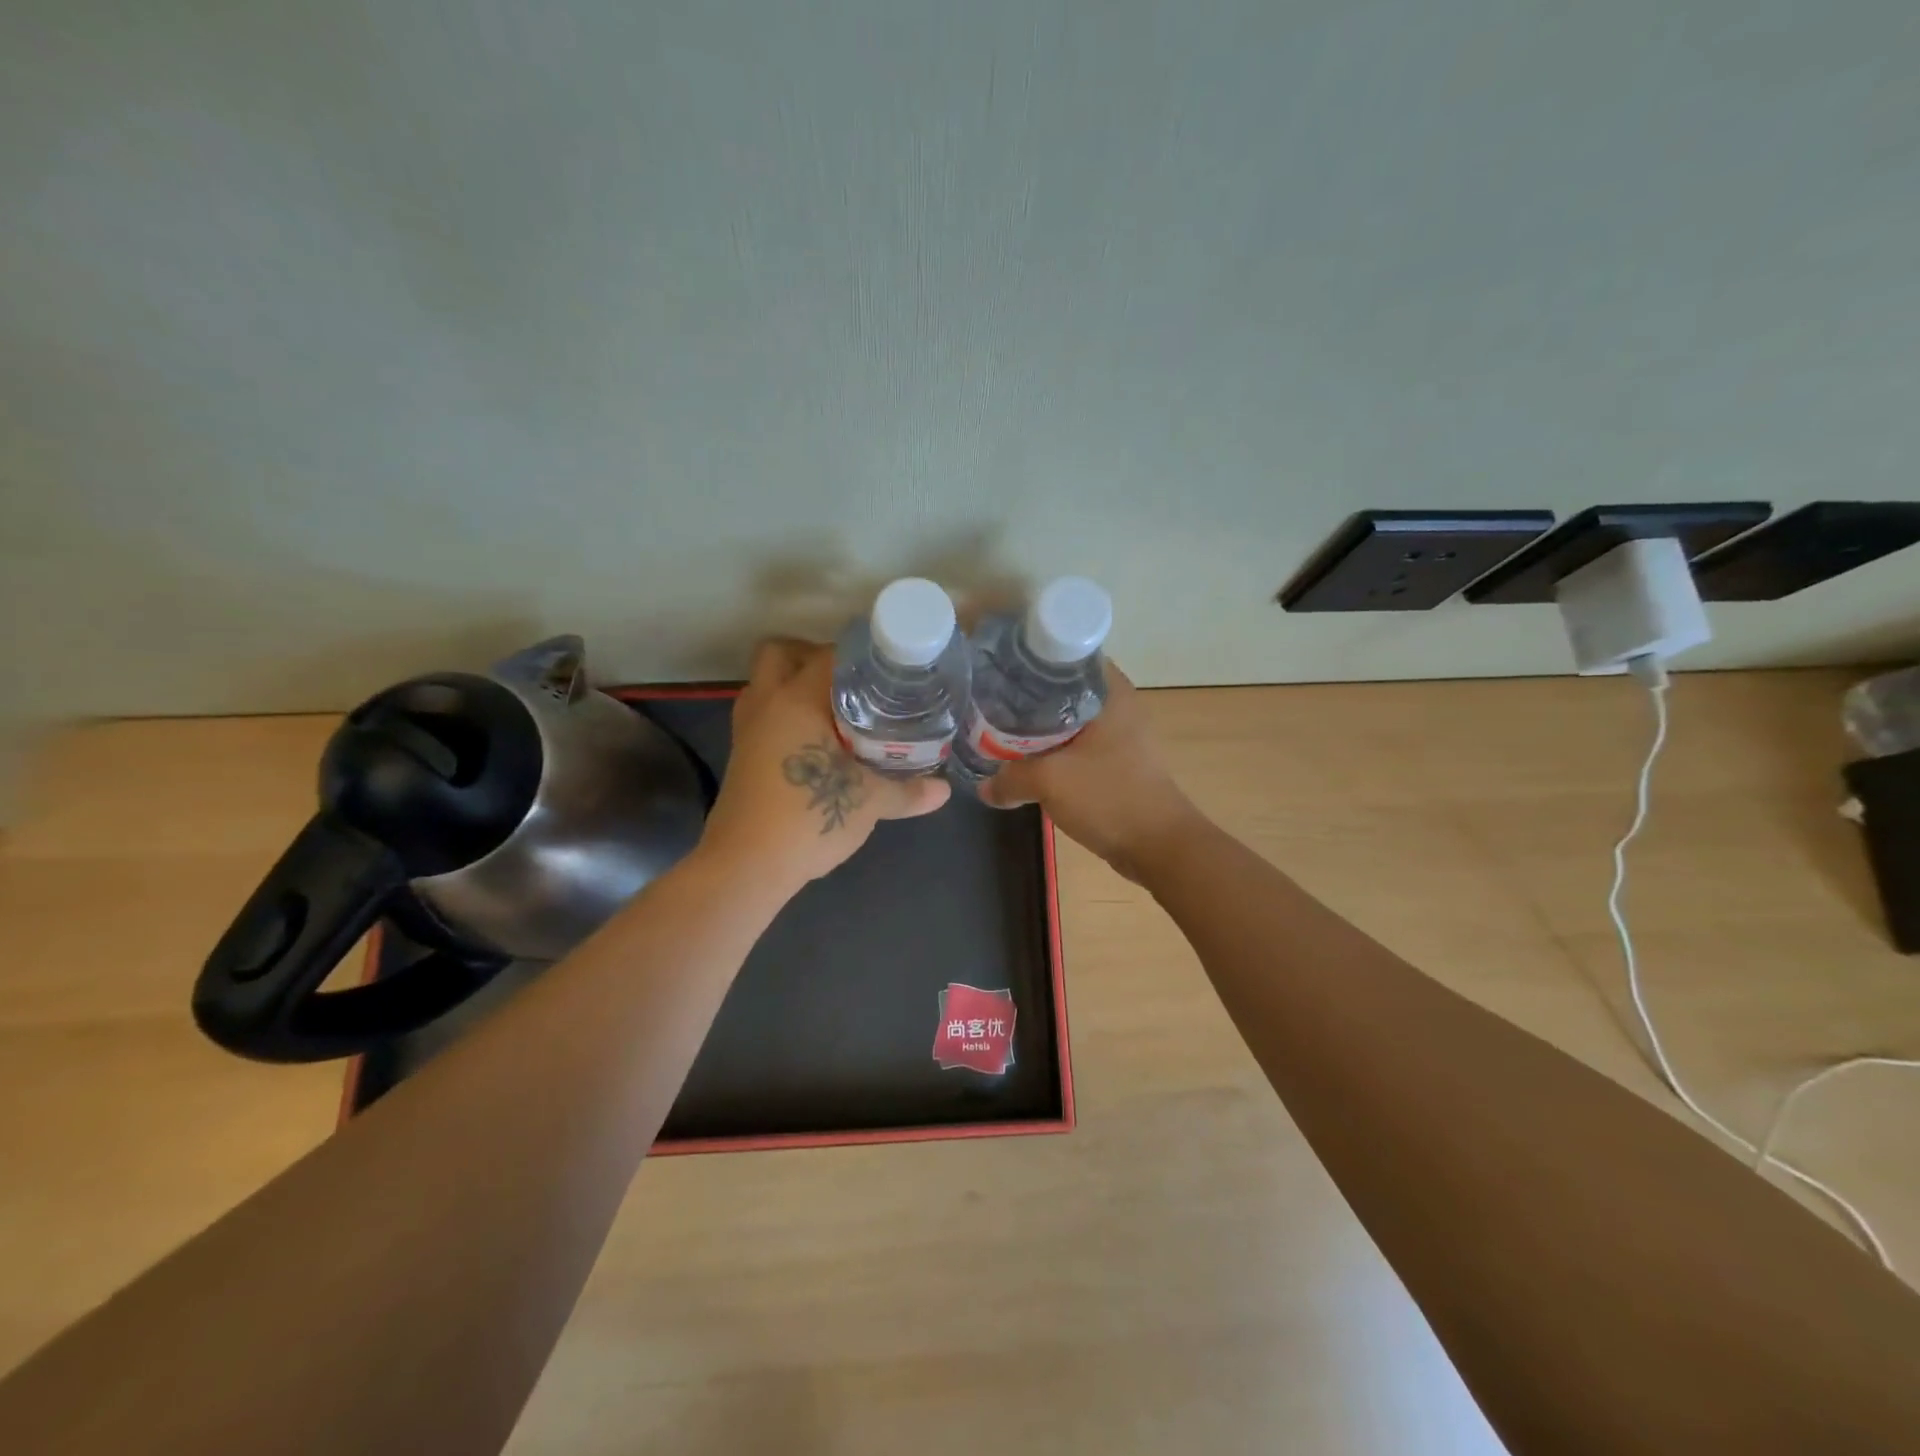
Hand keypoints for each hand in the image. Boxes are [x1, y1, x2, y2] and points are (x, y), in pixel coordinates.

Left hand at [696, 639, 949, 890]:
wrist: (746, 866)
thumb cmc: (808, 818)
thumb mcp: (869, 803)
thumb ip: (907, 791)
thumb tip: (944, 790)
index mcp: (797, 700)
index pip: (827, 654)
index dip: (859, 655)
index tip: (886, 667)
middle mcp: (766, 704)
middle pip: (779, 653)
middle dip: (811, 656)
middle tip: (851, 681)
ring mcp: (747, 730)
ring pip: (765, 685)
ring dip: (793, 685)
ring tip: (835, 707)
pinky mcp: (741, 756)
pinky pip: (762, 715)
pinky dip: (783, 715)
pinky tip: (814, 740)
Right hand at [980, 663, 1202, 879]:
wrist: (1158, 846)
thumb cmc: (1109, 797)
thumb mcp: (1049, 782)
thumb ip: (1010, 779)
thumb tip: (984, 788)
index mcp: (1110, 692)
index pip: (1064, 656)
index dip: (1029, 660)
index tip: (998, 670)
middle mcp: (1117, 705)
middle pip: (1061, 689)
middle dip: (1026, 698)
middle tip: (990, 703)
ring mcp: (1119, 735)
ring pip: (1067, 721)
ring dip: (1037, 729)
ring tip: (1000, 732)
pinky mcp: (1116, 762)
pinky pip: (1075, 747)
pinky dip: (1052, 751)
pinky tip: (1026, 761)